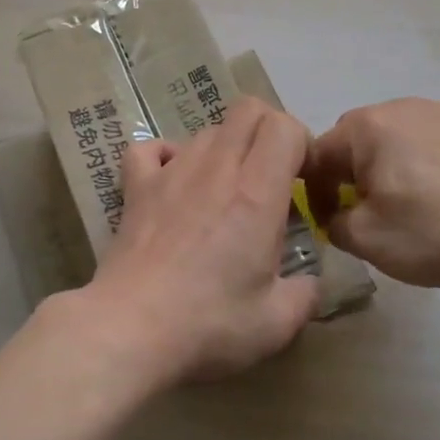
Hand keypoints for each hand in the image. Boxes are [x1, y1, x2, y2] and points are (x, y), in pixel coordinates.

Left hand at [74, 96, 321, 390]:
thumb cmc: (208, 324)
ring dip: (226, 148)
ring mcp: (171, 172)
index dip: (301, 143)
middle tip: (272, 176)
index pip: (284, 127)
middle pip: (248, 110)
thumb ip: (306, 294)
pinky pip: (151, 148)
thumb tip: (310, 282)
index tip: (303, 180)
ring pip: (207, 130)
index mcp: (256, 193)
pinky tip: (175, 182)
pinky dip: (168, 156)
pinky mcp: (136, 187)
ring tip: (226, 190)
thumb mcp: (277, 323)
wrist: (129, 329)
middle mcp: (216, 168)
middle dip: (269, 131)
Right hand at [304, 98, 439, 291]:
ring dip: (389, 164)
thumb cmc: (432, 232)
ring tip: (408, 201)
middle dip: (352, 173)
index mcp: (367, 127)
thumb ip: (333, 223)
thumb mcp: (365, 239)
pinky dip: (424, 161)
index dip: (314, 191)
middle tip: (367, 209)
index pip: (319, 154)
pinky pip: (430, 138)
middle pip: (357, 139)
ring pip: (395, 137)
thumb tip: (336, 216)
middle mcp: (400, 106)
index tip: (329, 221)